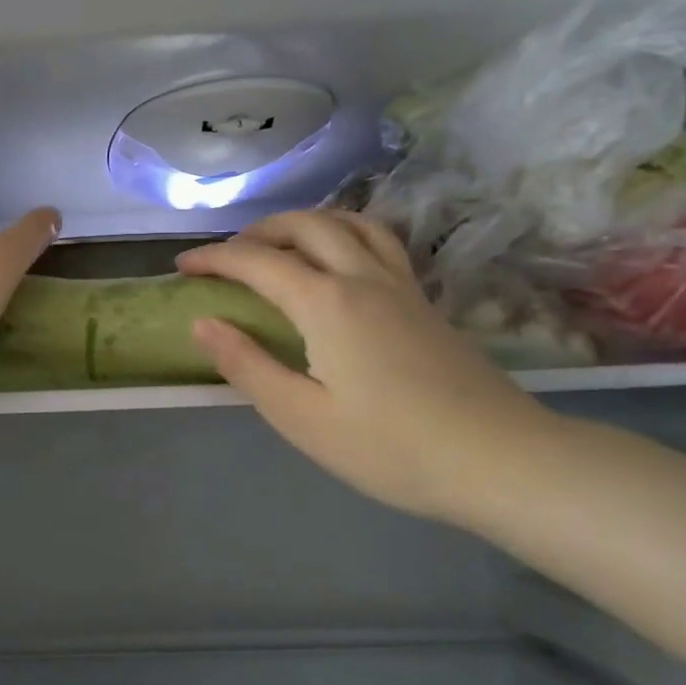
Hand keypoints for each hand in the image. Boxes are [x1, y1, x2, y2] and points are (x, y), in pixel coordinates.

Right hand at [176, 210, 553, 520]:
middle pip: (305, 225)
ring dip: (305, 223)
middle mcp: (362, 277)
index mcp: (326, 302)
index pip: (257, 261)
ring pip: (349, 223)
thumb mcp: (302, 417)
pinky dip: (344, 234)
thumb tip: (202, 323)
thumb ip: (247, 365)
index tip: (183, 268)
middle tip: (229, 256)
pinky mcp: (425, 301)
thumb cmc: (391, 448)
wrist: (501, 461)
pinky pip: (378, 242)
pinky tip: (340, 264)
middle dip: (258, 231)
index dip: (214, 258)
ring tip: (281, 247)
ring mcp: (401, 285)